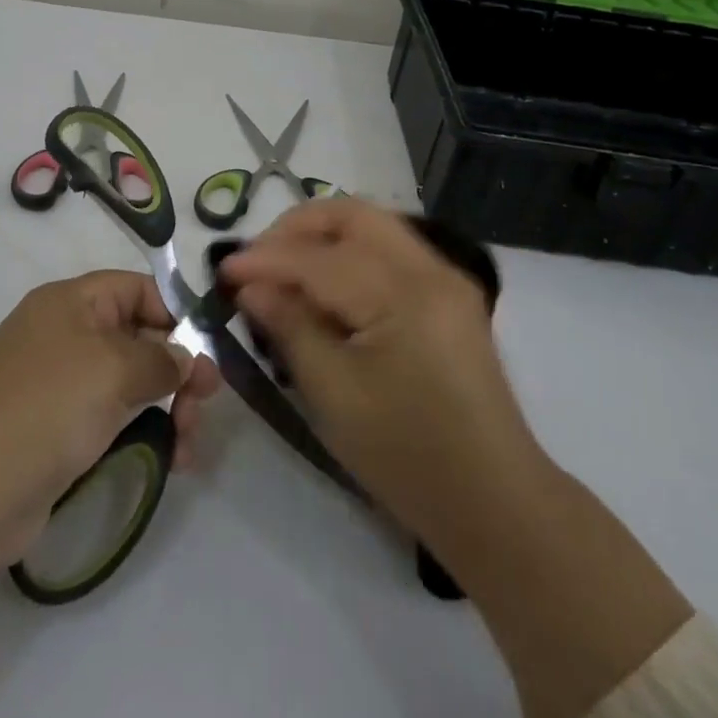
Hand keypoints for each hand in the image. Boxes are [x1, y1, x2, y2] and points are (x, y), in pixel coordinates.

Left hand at [0, 269, 221, 562]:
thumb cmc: (46, 409)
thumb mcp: (114, 370)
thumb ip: (162, 359)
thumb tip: (186, 359)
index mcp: (70, 302)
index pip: (137, 288)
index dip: (176, 313)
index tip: (209, 351)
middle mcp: (64, 334)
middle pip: (138, 337)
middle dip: (178, 368)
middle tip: (206, 405)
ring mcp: (59, 385)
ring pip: (130, 382)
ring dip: (169, 407)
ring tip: (189, 446)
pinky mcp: (57, 431)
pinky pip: (113, 418)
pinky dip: (144, 432)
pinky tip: (171, 460)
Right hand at [221, 199, 542, 562]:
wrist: (495, 502)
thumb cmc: (406, 457)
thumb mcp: (334, 395)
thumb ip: (290, 326)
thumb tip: (250, 286)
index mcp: (404, 295)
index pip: (319, 258)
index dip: (265, 260)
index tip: (222, 271)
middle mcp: (430, 270)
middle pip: (353, 214)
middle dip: (297, 227)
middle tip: (257, 260)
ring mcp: (446, 278)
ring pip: (373, 225)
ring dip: (323, 235)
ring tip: (283, 269)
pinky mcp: (449, 295)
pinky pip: (390, 250)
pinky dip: (350, 252)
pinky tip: (324, 284)